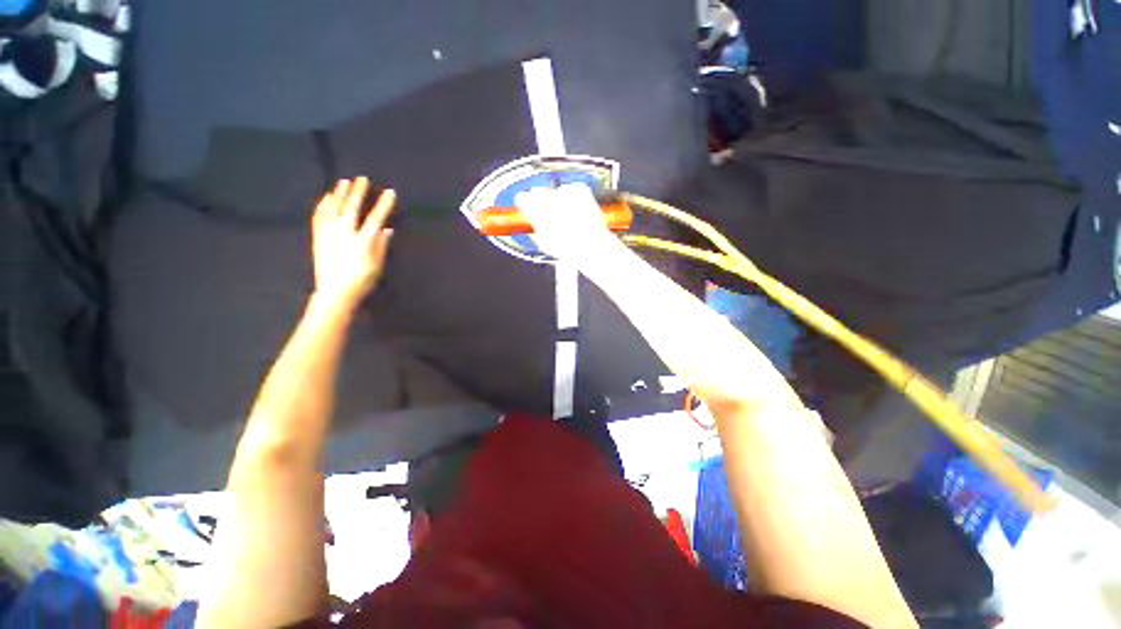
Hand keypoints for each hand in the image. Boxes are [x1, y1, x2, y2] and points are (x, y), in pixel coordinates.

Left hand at [311, 177, 395, 307]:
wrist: (335, 292)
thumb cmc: (361, 280)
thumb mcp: (377, 266)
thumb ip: (382, 246)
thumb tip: (387, 229)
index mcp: (362, 241)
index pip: (375, 218)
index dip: (383, 205)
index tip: (390, 192)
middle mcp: (344, 233)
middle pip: (351, 208)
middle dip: (358, 192)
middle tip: (362, 179)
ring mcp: (329, 234)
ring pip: (333, 209)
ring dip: (338, 194)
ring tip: (343, 182)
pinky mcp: (318, 237)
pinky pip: (319, 216)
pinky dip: (323, 205)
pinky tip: (326, 198)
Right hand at [514, 183, 619, 264]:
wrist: (590, 245)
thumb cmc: (566, 248)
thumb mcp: (543, 243)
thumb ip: (533, 229)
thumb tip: (532, 224)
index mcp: (535, 208)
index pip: (522, 198)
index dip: (526, 205)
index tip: (529, 210)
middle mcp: (548, 195)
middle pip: (539, 192)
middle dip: (543, 202)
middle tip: (552, 216)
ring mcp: (565, 191)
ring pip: (558, 191)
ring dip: (561, 201)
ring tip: (570, 218)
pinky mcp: (581, 189)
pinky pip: (574, 190)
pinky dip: (576, 198)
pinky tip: (580, 212)